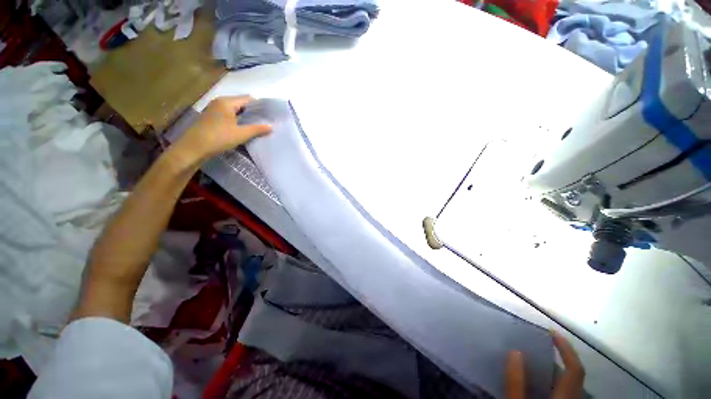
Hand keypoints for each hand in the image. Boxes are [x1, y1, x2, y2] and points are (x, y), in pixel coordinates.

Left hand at [172, 96, 271, 164]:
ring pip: (235, 110)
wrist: (194, 147)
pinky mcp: (212, 118)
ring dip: (246, 117)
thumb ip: (257, 129)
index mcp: (227, 102)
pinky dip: (238, 120)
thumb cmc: (219, 137)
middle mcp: (220, 102)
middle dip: (253, 112)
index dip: (260, 106)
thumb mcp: (241, 134)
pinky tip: (244, 128)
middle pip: (241, 103)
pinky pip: (229, 115)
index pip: (248, 99)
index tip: (270, 114)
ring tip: (258, 125)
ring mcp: (214, 109)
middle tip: (266, 121)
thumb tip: (271, 126)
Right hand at [505, 330, 584, 398]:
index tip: (551, 331)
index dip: (566, 348)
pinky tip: (538, 378)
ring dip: (556, 367)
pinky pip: (563, 389)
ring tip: (537, 357)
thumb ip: (516, 380)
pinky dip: (553, 379)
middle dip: (560, 355)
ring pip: (569, 383)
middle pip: (574, 374)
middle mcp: (572, 397)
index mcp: (565, 395)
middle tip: (541, 342)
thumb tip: (514, 350)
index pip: (574, 369)